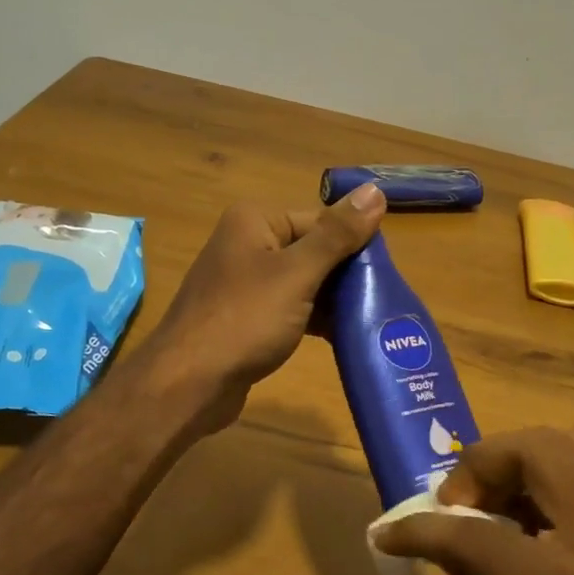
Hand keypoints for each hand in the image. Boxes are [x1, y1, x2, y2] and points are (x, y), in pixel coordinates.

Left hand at [145, 184, 384, 430]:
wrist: (188, 384)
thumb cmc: (244, 320)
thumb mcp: (297, 274)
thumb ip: (337, 235)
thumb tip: (375, 190)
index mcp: (255, 220)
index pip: (321, 219)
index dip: (355, 244)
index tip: (386, 274)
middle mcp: (248, 243)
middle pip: (314, 249)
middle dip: (346, 275)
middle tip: (382, 300)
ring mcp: (245, 282)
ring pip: (304, 282)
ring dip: (334, 300)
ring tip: (371, 320)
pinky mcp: (247, 317)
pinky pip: (291, 308)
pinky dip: (314, 319)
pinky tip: (343, 337)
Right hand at [372, 428, 573, 574]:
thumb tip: (446, 543)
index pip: (477, 534)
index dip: (420, 530)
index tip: (388, 534)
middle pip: (535, 450)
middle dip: (480, 464)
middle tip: (457, 506)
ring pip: (570, 443)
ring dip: (518, 458)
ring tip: (493, 503)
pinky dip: (549, 473)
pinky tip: (531, 518)